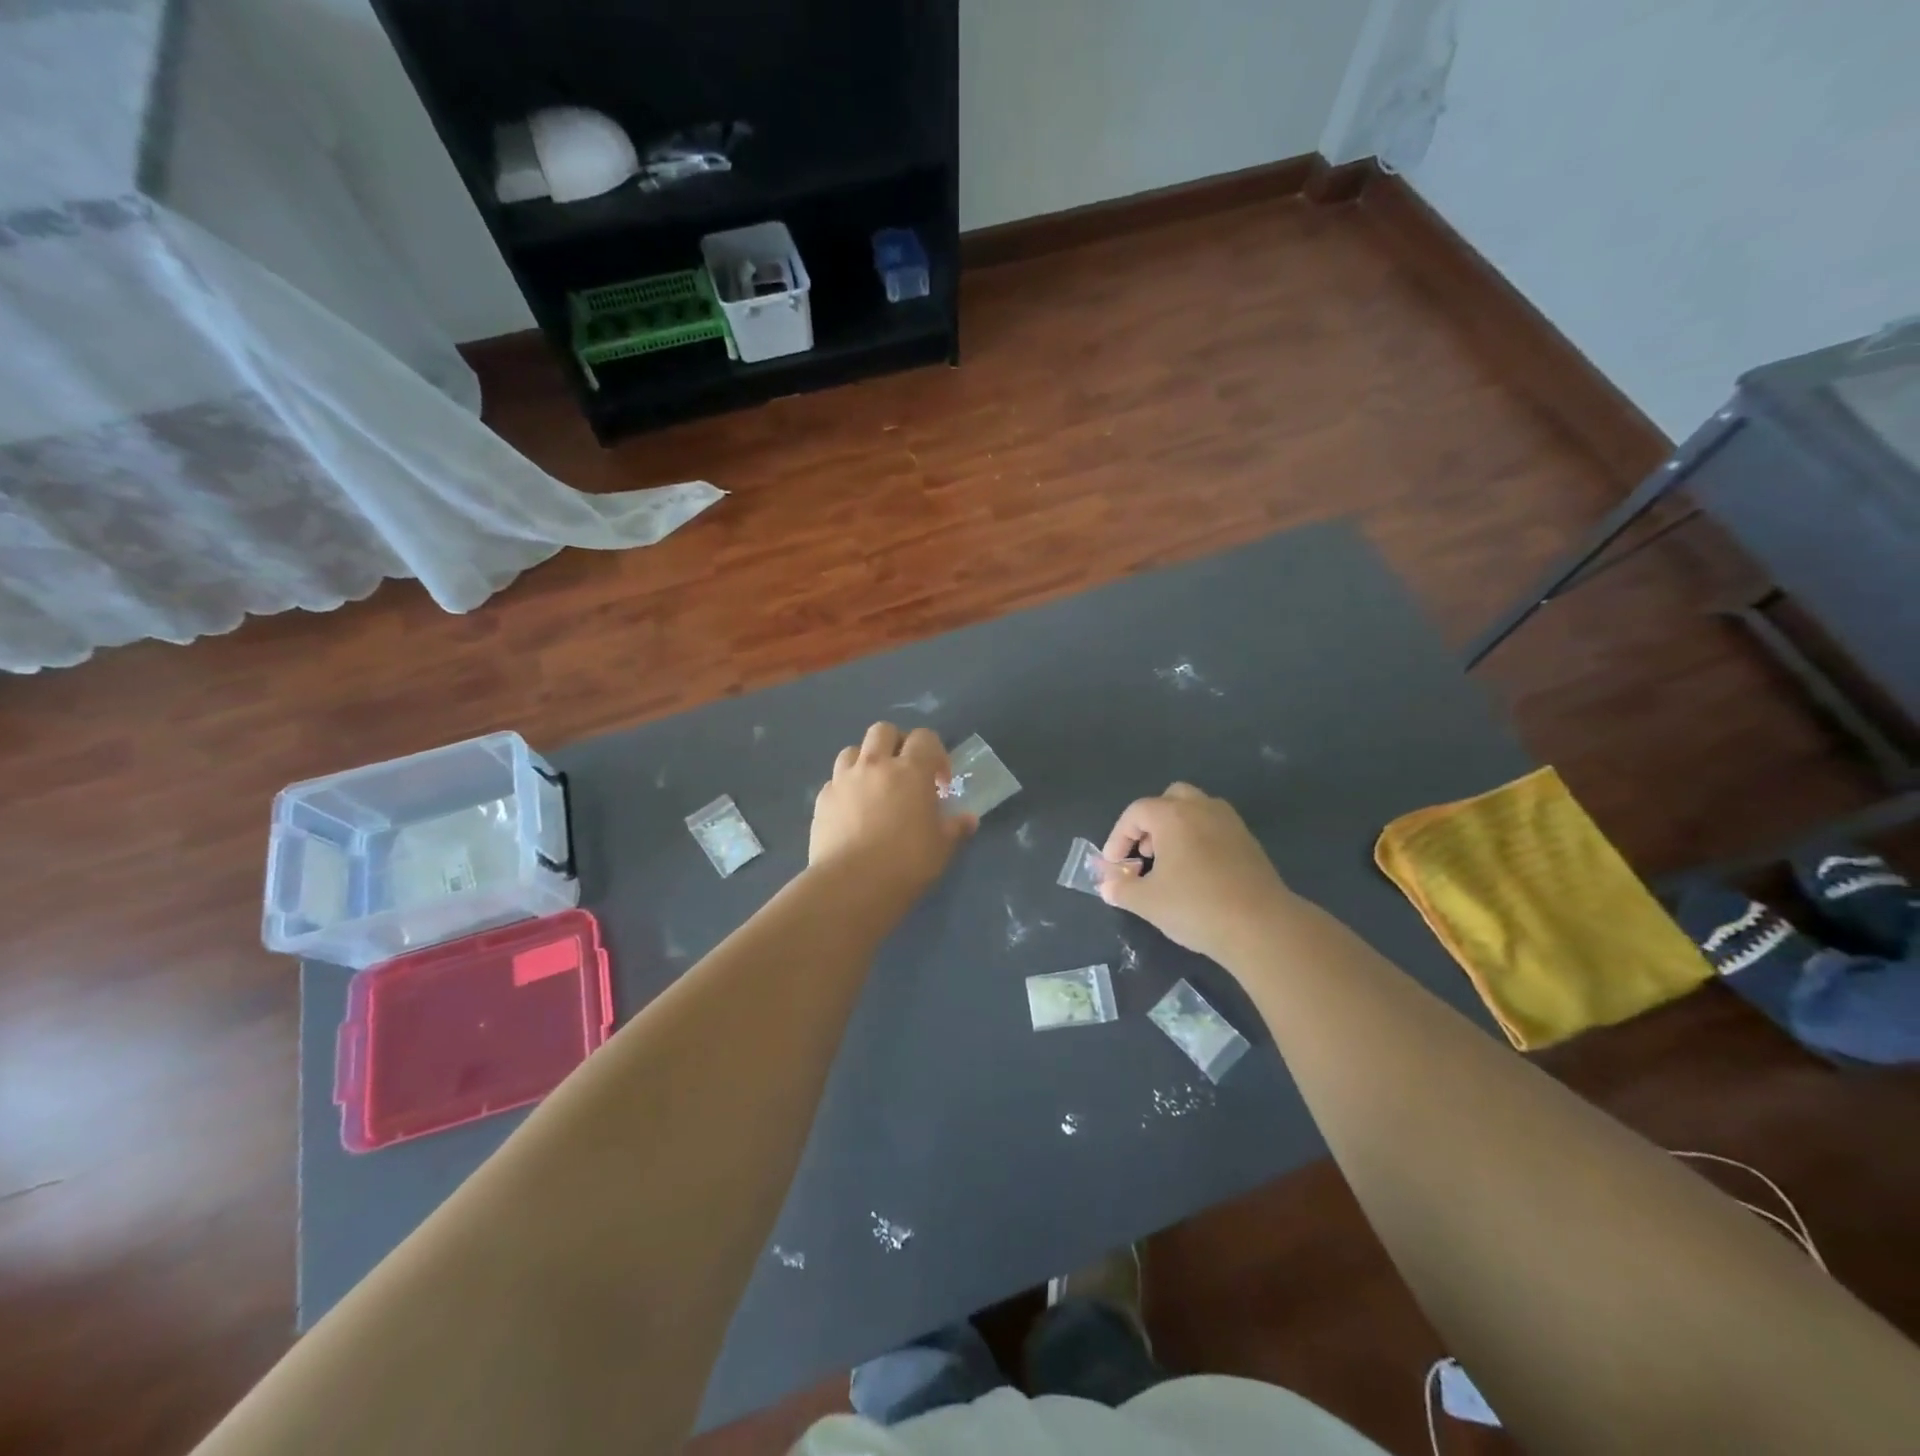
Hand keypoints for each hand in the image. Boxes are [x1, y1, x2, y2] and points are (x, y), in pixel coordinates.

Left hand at [809, 723, 975, 900]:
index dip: (936, 753)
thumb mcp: (942, 847)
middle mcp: (875, 765)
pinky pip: (835, 781)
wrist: (852, 884)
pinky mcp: (822, 799)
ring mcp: (844, 780)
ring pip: (853, 750)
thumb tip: (968, 819)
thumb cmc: (907, 862)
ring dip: (866, 760)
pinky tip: (852, 810)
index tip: (940, 782)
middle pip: (884, 731)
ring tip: (875, 786)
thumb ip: (956, 827)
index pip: (925, 738)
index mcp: (910, 771)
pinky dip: (845, 787)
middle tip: (905, 771)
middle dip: (897, 743)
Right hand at [1098, 783, 1295, 965]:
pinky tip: (1197, 873)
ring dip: (1177, 828)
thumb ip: (1121, 889)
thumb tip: (1107, 886)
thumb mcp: (1147, 902)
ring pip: (1197, 810)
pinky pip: (1216, 828)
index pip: (1136, 812)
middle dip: (1151, 822)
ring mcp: (1230, 823)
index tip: (1113, 864)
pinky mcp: (1249, 842)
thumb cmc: (1196, 907)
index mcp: (1173, 816)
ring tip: (1170, 863)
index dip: (1118, 836)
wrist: (1262, 926)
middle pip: (1170, 799)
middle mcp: (1202, 809)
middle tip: (1145, 853)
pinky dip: (1200, 840)